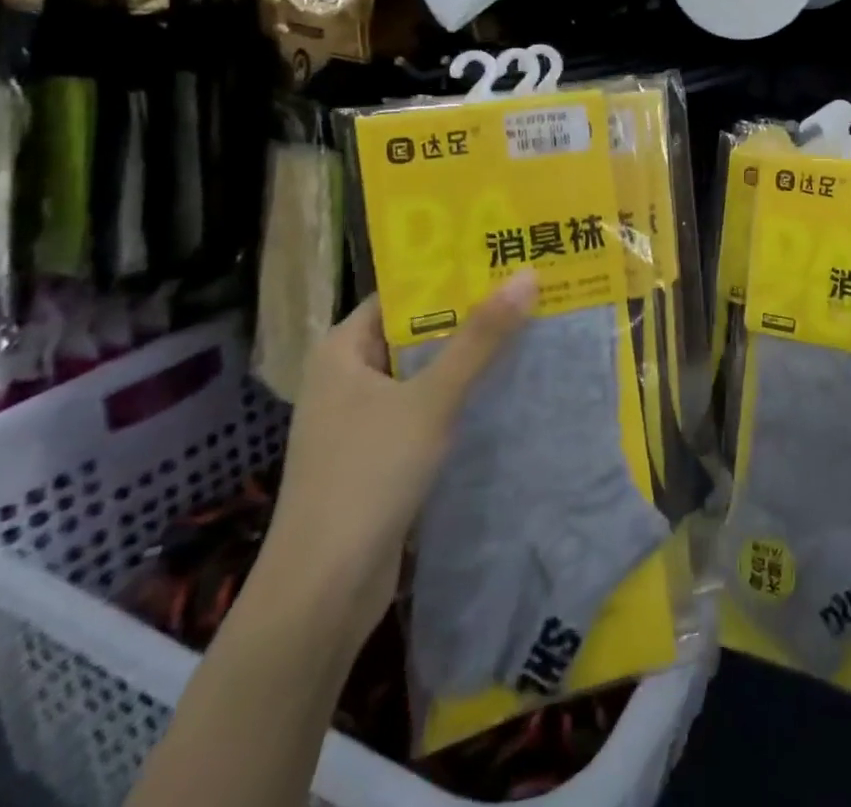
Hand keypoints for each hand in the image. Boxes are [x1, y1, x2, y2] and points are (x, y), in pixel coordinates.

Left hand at [250, 274, 538, 643]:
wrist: (321, 591)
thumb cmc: (368, 476)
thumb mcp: (432, 399)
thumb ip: (481, 339)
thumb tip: (529, 275)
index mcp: (342, 350)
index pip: (402, 294)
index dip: (450, 275)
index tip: (502, 259)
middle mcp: (346, 376)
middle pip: (416, 331)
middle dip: (469, 316)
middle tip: (528, 290)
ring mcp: (360, 419)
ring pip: (423, 373)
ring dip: (468, 358)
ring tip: (528, 329)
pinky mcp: (377, 455)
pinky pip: (424, 408)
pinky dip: (458, 397)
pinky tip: (503, 389)